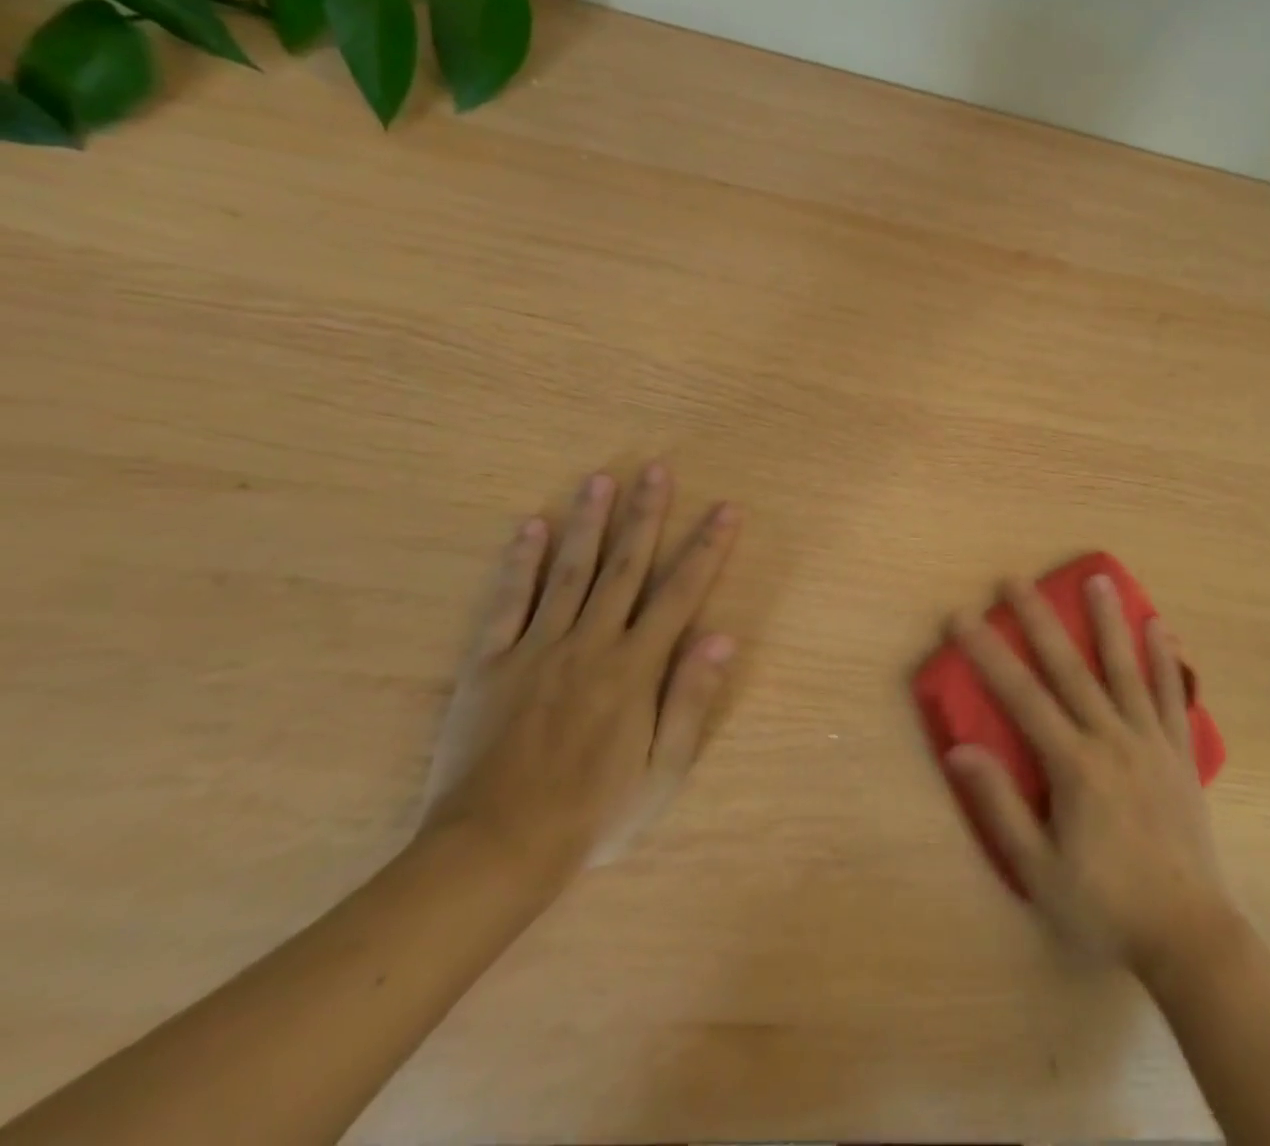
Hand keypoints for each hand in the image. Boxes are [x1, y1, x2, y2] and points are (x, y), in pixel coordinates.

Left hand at [420, 462, 741, 885]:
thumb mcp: (662, 772)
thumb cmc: (592, 815)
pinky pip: (507, 603)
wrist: (493, 853)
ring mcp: (536, 648)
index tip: (726, 510)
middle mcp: (591, 643)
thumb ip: (691, 700)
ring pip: (569, 571)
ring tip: (601, 479)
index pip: (681, 593)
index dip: (707, 548)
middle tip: (658, 469)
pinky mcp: (490, 663)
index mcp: (635, 668)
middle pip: (626, 567)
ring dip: (588, 522)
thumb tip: (721, 636)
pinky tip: (529, 527)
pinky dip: (518, 563)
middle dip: (646, 515)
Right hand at [945, 574, 1235, 973]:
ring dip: (1109, 620)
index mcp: (1074, 764)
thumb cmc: (1105, 906)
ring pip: (1125, 668)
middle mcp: (1112, 738)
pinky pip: (1173, 696)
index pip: (1021, 696)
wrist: (1188, 935)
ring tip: (1100, 578)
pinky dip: (1166, 660)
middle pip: (1069, 667)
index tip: (962, 616)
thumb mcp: (1039, 870)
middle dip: (1038, 619)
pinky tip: (1160, 626)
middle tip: (1016, 579)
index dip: (987, 653)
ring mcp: (1151, 741)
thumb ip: (999, 806)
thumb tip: (960, 750)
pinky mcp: (1180, 753)